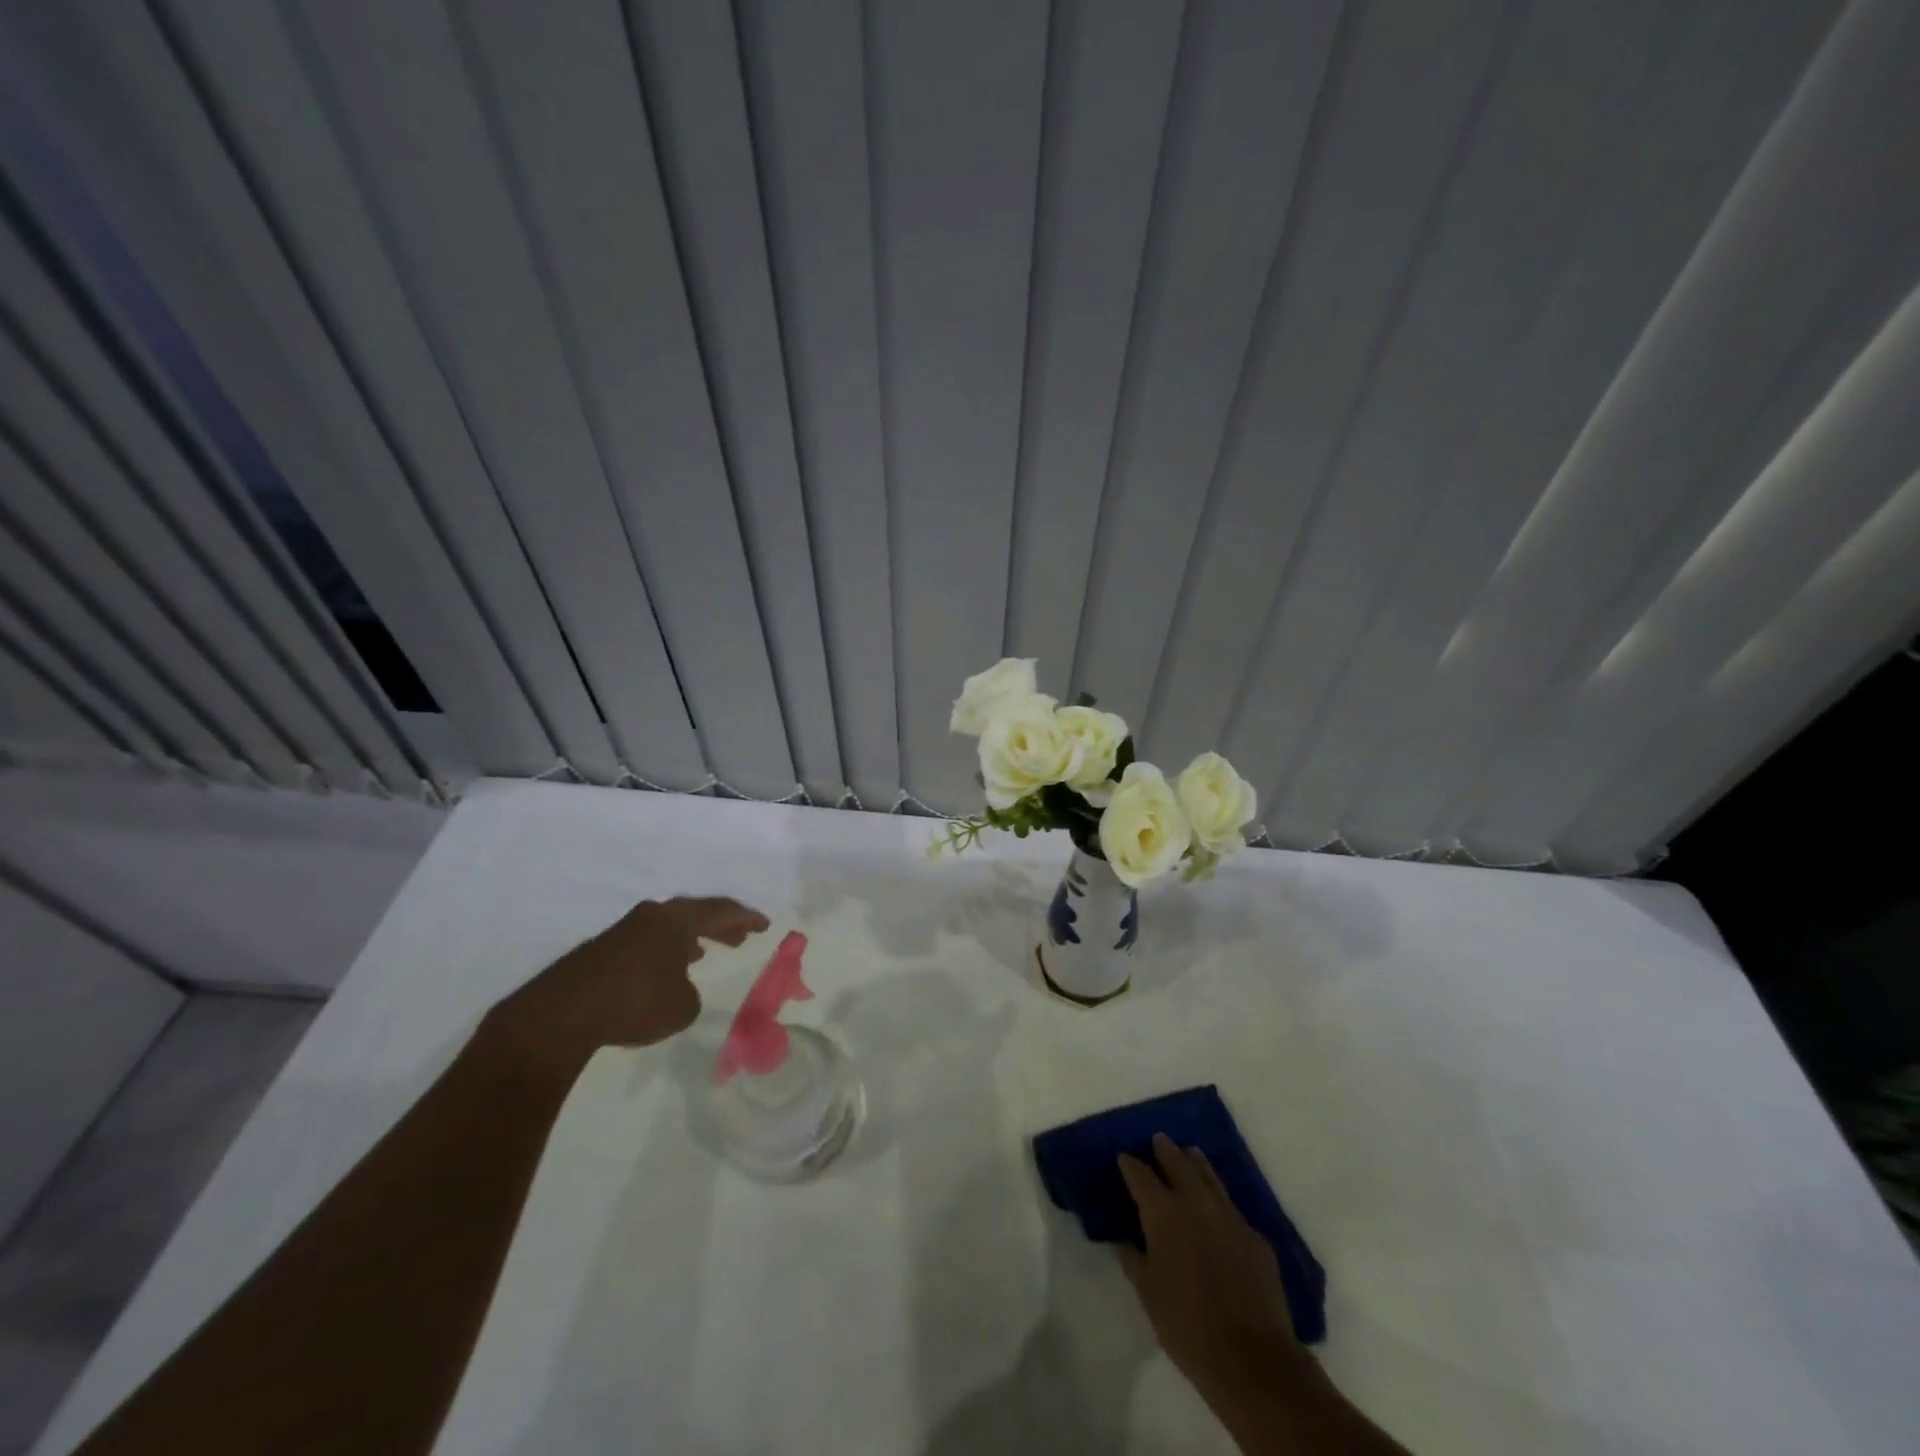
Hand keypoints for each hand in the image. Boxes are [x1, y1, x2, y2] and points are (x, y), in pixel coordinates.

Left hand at [484, 897, 768, 1075]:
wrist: (562, 1014)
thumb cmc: (634, 1002)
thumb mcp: (681, 1007)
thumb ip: (689, 993)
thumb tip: (678, 988)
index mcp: (676, 920)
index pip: (720, 911)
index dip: (745, 918)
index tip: (764, 925)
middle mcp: (652, 916)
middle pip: (693, 913)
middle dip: (719, 926)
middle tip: (740, 938)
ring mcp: (624, 931)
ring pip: (667, 928)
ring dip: (690, 938)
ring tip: (703, 954)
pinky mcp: (602, 951)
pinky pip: (647, 943)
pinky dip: (665, 952)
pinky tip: (664, 972)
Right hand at [1117, 1135, 1316, 1410]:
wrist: (1251, 1357)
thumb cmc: (1186, 1325)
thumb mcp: (1147, 1293)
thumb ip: (1134, 1259)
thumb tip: (1124, 1239)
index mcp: (1163, 1213)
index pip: (1141, 1176)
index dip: (1130, 1165)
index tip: (1123, 1156)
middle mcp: (1195, 1203)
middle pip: (1178, 1163)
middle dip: (1165, 1150)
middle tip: (1158, 1139)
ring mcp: (1229, 1216)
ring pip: (1209, 1177)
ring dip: (1196, 1163)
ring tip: (1190, 1152)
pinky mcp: (1255, 1236)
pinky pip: (1231, 1206)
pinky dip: (1219, 1198)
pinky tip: (1217, 1205)